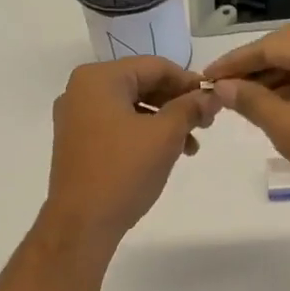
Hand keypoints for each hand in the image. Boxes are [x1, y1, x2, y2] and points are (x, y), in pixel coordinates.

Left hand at [41, 57, 218, 252]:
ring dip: (163, 122)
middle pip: (141, 85)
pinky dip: (143, 134)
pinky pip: (116, 126)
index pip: (154, 66)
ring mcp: (75, 118)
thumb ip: (190, 108)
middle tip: (206, 125)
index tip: (214, 101)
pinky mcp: (77, 143)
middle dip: (176, 104)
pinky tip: (164, 154)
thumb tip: (212, 95)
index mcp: (98, 78)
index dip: (189, 82)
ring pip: (130, 108)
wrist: (82, 223)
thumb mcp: (165, 136)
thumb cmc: (123, 172)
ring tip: (190, 147)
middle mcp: (81, 91)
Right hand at [204, 24, 289, 230]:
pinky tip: (274, 106)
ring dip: (276, 77)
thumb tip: (222, 87)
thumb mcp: (288, 129)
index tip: (207, 75)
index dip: (237, 61)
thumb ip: (252, 101)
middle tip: (223, 86)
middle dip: (256, 65)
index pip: (275, 45)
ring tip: (242, 99)